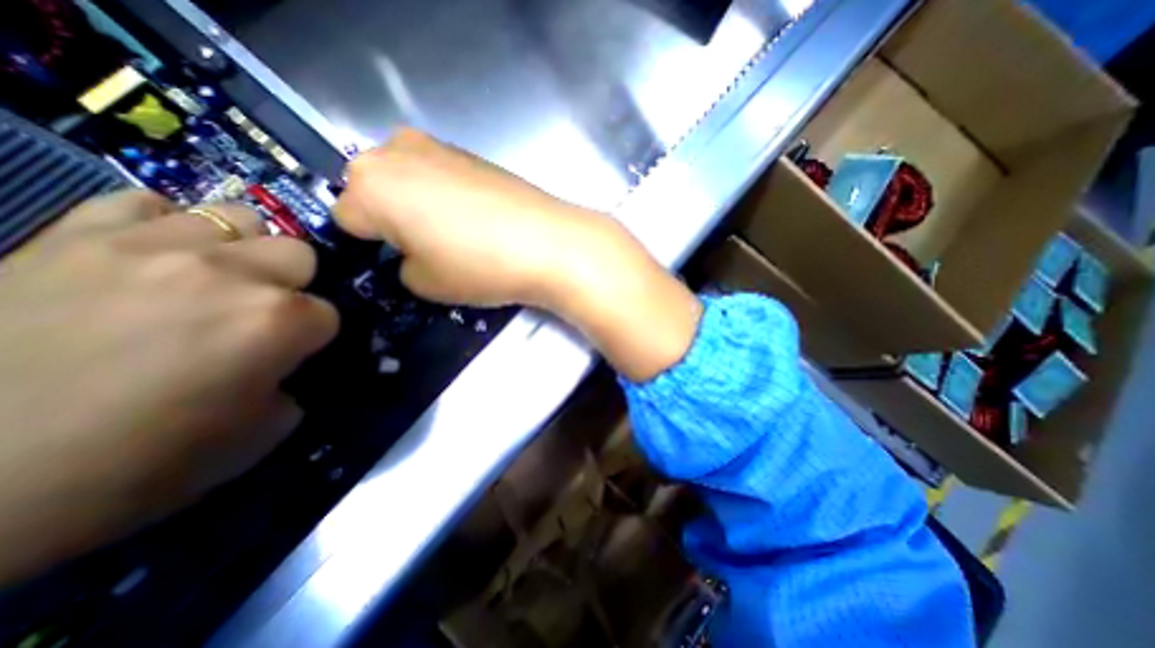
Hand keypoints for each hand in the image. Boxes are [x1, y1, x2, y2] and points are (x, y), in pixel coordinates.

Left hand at [0, 189, 338, 581]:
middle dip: (292, 285)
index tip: (290, 357)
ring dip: (243, 251)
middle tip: (259, 314)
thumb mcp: (258, 435)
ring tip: (215, 280)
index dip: (313, 337)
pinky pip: (148, 204)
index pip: (329, 315)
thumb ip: (289, 385)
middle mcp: (232, 274)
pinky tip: (155, 259)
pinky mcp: (73, 237)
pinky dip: (166, 226)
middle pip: (299, 254)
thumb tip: (282, 365)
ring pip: (240, 219)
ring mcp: (154, 248)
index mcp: (278, 323)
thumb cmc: (137, 465)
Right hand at [330, 129, 699, 380]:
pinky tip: (478, 218)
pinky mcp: (472, 153)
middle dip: (390, 217)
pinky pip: (440, 175)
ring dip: (418, 204)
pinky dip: (447, 195)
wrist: (549, 243)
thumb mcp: (426, 284)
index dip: (370, 245)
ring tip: (457, 234)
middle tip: (427, 246)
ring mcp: (438, 146)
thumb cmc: (480, 266)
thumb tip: (411, 253)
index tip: (398, 260)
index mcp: (370, 186)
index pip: (346, 218)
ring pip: (407, 179)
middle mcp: (395, 151)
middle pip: (373, 189)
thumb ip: (403, 267)